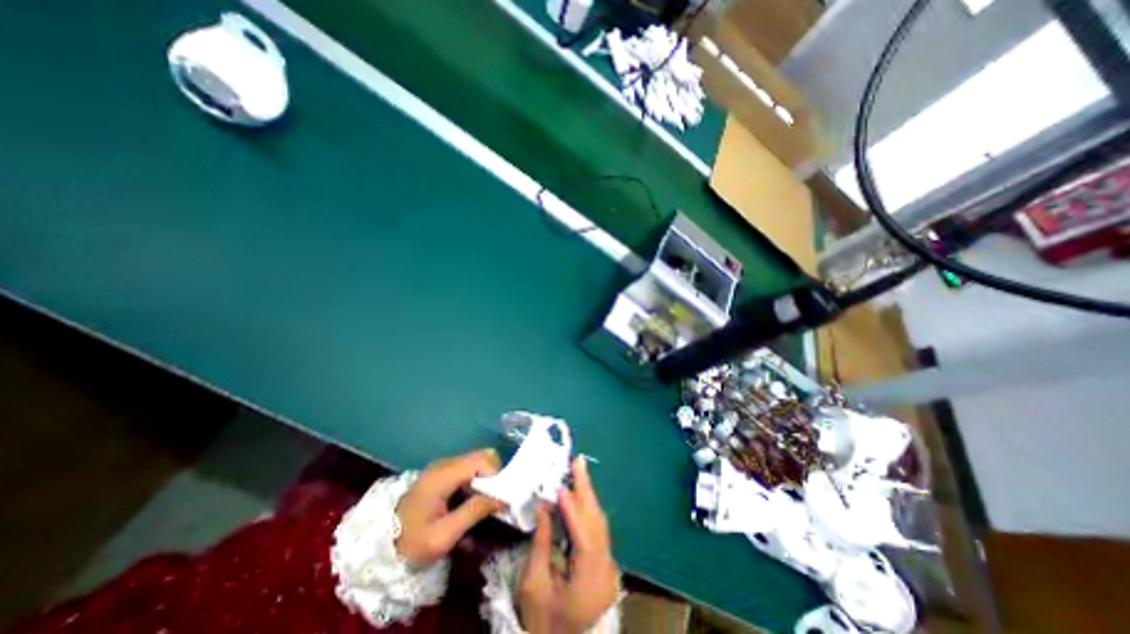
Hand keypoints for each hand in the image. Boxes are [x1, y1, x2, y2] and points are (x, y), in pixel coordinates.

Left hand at [397, 449, 503, 567]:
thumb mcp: (443, 536)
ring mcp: (442, 466)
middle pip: (482, 456)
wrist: (380, 547)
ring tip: (484, 502)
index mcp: (443, 475)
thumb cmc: (411, 543)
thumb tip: (503, 498)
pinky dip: (477, 478)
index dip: (495, 475)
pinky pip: (468, 467)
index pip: (482, 460)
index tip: (498, 497)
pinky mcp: (442, 472)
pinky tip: (472, 498)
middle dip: (493, 475)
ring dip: (486, 477)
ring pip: (477, 460)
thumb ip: (473, 512)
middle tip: (492, 499)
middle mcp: (444, 464)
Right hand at [517, 455, 616, 633]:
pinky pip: (596, 528)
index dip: (574, 511)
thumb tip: (544, 503)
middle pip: (597, 523)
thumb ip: (541, 541)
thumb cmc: (541, 620)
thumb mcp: (533, 584)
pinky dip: (586, 508)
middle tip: (579, 461)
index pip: (584, 539)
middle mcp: (605, 570)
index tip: (562, 487)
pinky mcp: (603, 561)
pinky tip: (578, 493)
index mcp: (589, 583)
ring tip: (578, 470)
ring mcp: (607, 566)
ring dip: (587, 495)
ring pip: (599, 522)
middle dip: (587, 490)